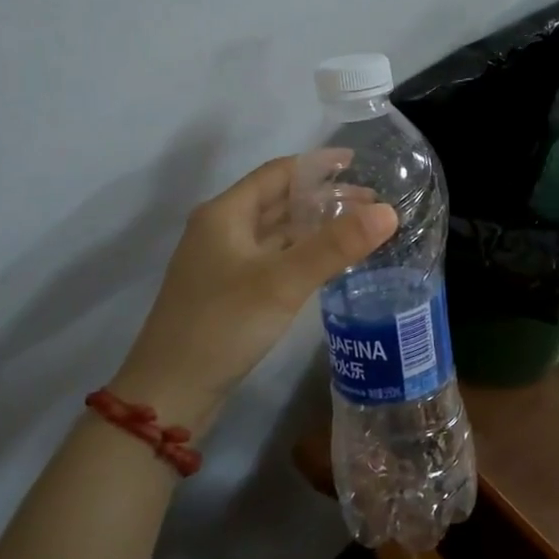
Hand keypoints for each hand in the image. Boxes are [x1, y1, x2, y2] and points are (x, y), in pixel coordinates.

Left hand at [115, 154, 396, 423]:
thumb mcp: (282, 282)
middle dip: (324, 198)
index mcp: (225, 214)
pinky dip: (303, 252)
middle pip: (279, 201)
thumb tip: (388, 211)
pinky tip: (329, 262)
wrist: (169, 395)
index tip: (359, 164)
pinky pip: (274, 258)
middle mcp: (222, 230)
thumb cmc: (222, 325)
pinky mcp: (230, 291)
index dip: (318, 165)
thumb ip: (336, 245)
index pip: (278, 173)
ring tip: (359, 228)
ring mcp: (223, 263)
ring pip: (277, 231)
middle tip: (371, 203)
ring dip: (315, 226)